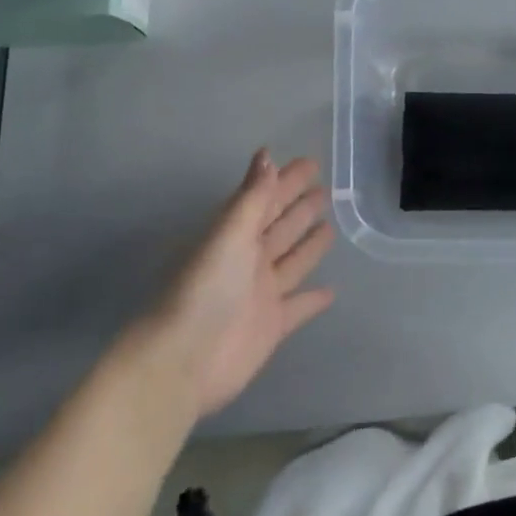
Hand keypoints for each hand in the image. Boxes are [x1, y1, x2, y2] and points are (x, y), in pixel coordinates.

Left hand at [149, 150, 336, 417]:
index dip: (286, 181)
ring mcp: (261, 294)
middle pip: (280, 228)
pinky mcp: (271, 326)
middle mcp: (248, 261)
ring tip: (330, 227)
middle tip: (325, 189)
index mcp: (236, 236)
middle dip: (300, 208)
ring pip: (292, 262)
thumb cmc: (206, 288)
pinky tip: (332, 291)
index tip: (311, 163)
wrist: (184, 360)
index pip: (266, 200)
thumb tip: (267, 155)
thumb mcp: (229, 235)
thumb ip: (253, 197)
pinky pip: (299, 307)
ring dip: (309, 246)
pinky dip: (314, 299)